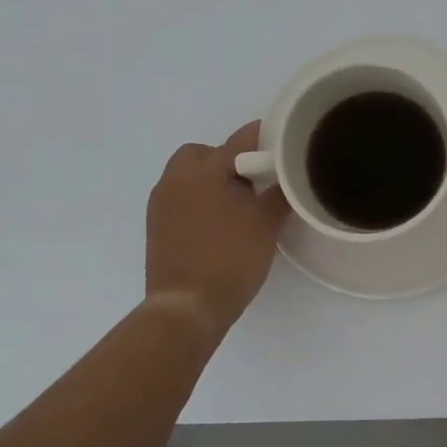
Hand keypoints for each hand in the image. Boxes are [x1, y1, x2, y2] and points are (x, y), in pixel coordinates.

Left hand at [145, 123, 288, 343]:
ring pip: (188, 177)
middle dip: (227, 160)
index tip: (282, 141)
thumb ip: (279, 193)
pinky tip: (221, 224)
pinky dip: (200, 201)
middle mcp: (174, 180)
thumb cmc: (230, 258)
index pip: (237, 142)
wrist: (188, 307)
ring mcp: (161, 205)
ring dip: (212, 181)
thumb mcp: (266, 223)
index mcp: (201, 171)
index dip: (262, 138)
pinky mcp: (157, 228)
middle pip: (202, 154)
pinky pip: (181, 200)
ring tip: (240, 205)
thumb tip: (289, 176)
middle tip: (254, 181)